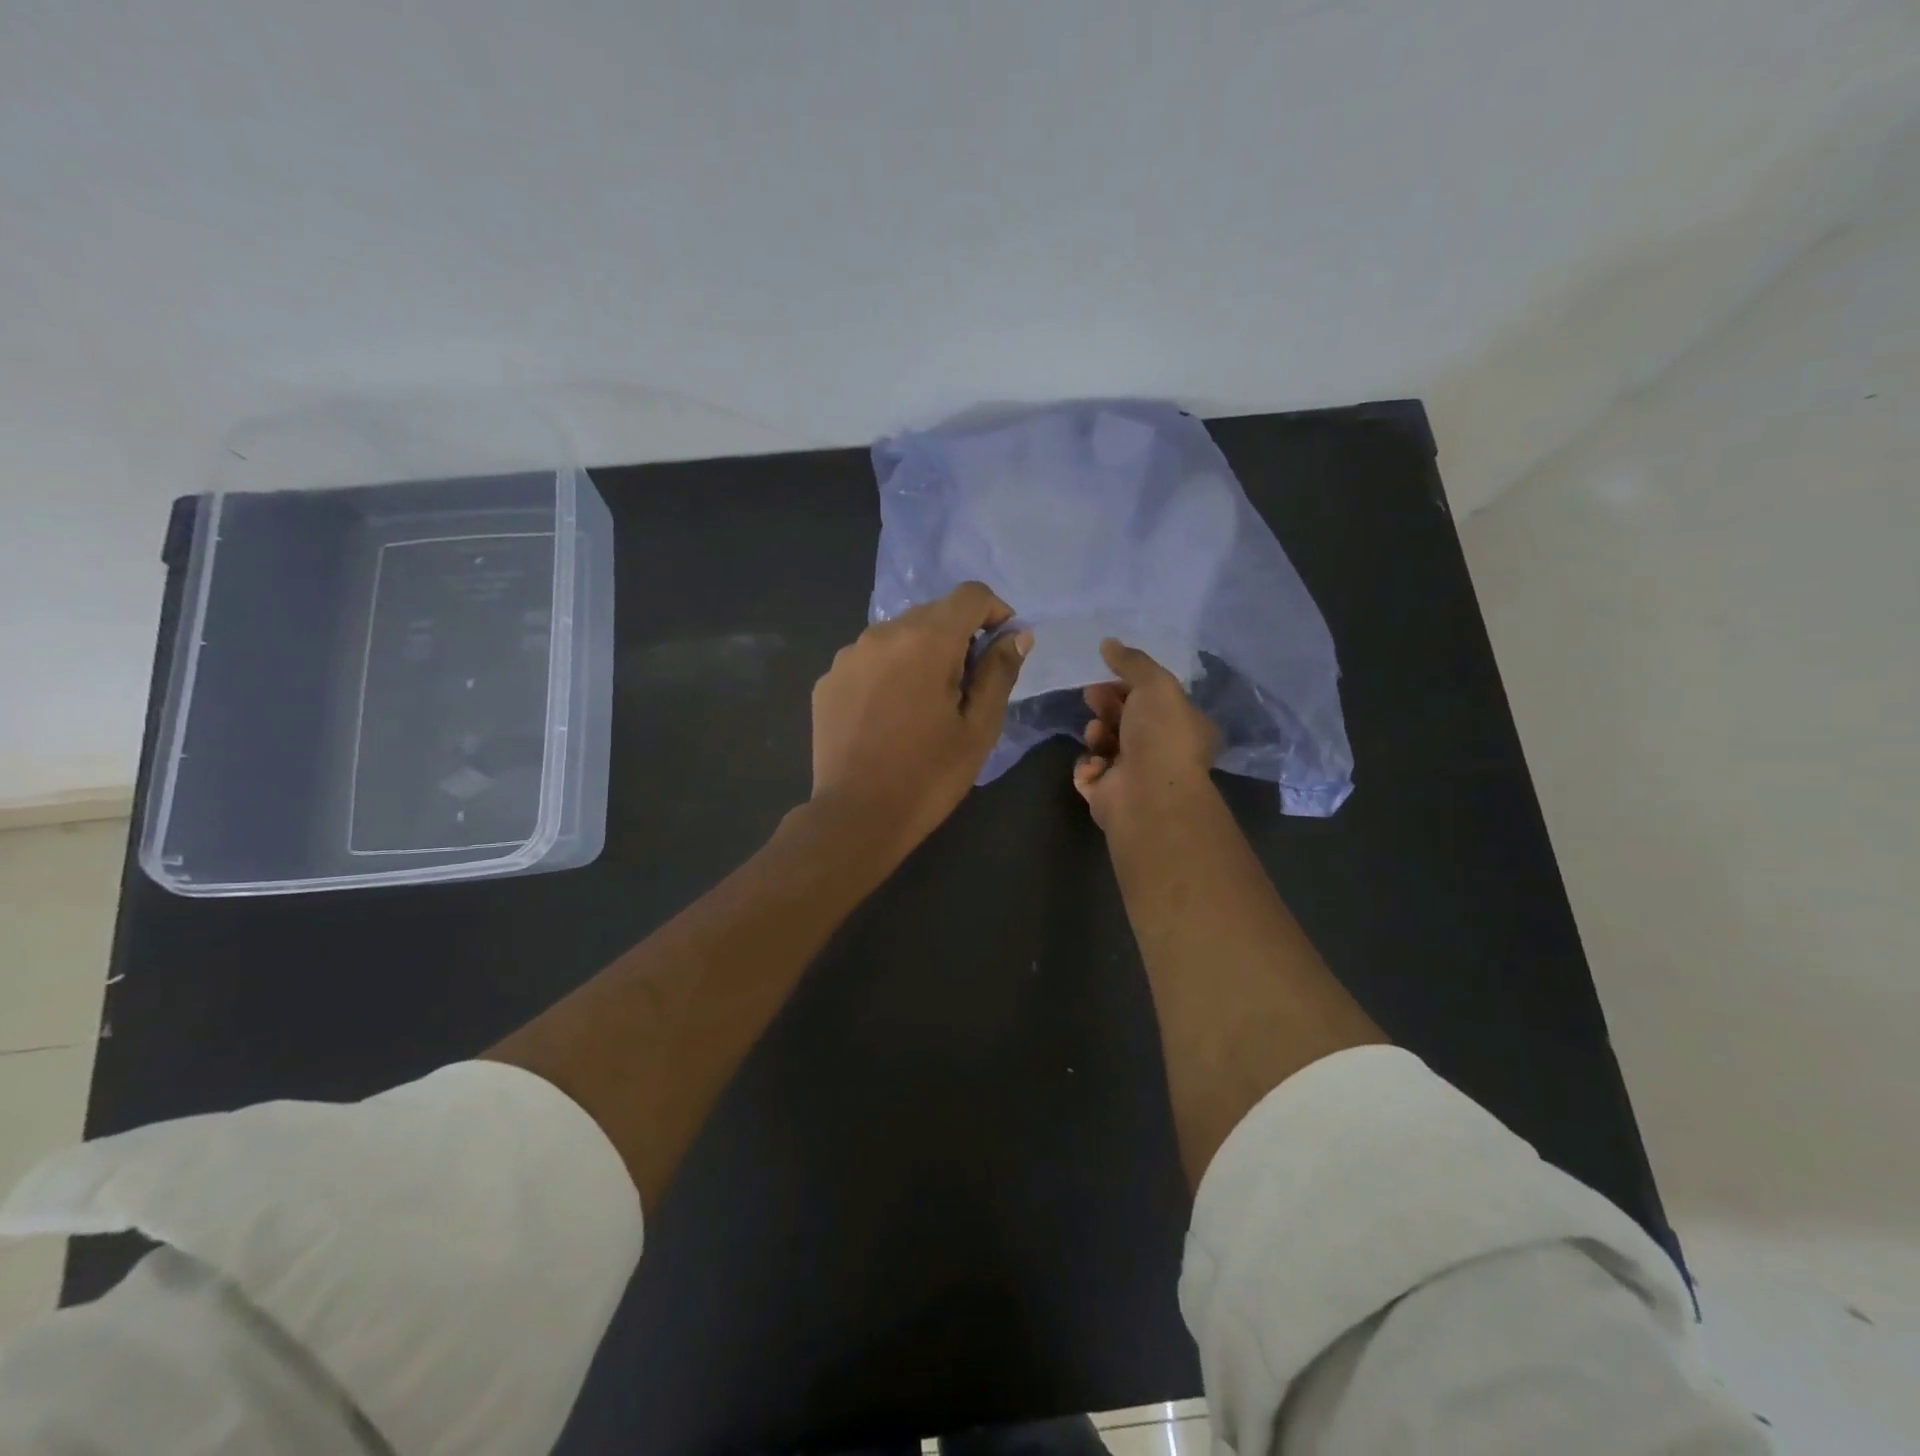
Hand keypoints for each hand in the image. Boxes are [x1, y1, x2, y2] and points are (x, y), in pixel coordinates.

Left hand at [809, 582, 1032, 858]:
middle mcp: (883, 634)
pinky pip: (869, 660)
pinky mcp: (828, 680)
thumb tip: (1017, 634)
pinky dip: (888, 672)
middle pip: (932, 613)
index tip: (1001, 646)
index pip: (970, 595)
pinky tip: (889, 714)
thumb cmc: (929, 776)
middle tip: (966, 686)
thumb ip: (999, 672)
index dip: (994, 612)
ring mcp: (848, 656)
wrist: (856, 817)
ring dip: (920, 653)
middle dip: (958, 636)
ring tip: (924, 703)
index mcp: (926, 640)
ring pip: (898, 635)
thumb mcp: (978, 727)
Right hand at [1072, 639, 1220, 831]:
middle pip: (1127, 721)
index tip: (1107, 675)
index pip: (1155, 700)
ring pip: (1106, 745)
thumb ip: (1132, 662)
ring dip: (1097, 734)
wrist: (1148, 794)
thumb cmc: (1161, 734)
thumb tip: (1108, 642)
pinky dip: (1088, 766)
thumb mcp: (1155, 684)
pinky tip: (1094, 764)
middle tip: (1091, 696)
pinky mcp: (1110, 796)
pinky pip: (1091, 773)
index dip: (1130, 685)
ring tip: (1096, 733)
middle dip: (1107, 706)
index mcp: (1185, 726)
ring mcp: (1136, 777)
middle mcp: (1164, 752)